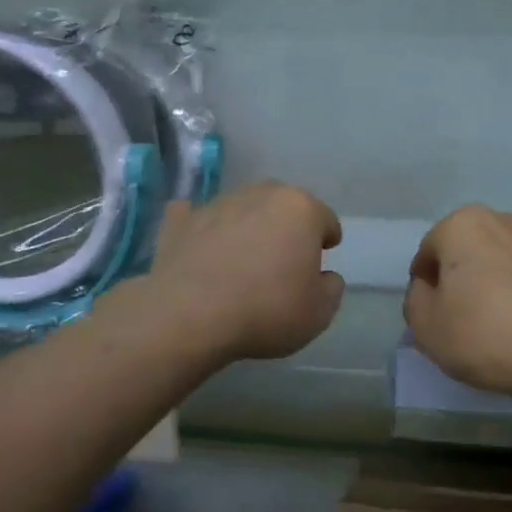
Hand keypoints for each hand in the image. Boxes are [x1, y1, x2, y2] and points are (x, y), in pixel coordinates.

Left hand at [146, 183, 344, 362]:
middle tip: (284, 259)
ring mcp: (218, 205)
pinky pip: (196, 218)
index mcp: (301, 210)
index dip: (327, 239)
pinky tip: (202, 244)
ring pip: (243, 209)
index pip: (325, 219)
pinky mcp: (181, 222)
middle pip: (284, 206)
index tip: (322, 257)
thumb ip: (331, 288)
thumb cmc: (267, 310)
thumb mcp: (320, 312)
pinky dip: (203, 228)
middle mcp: (261, 196)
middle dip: (288, 226)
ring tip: (243, 260)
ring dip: (248, 227)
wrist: (189, 316)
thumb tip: (324, 276)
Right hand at [405, 206, 511, 403]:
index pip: (429, 253)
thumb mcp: (427, 327)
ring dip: (498, 285)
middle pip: (469, 252)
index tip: (434, 318)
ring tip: (502, 328)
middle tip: (464, 323)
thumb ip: (416, 301)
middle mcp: (504, 220)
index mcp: (463, 224)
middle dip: (463, 280)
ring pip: (505, 262)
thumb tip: (429, 289)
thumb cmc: (488, 334)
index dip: (425, 288)